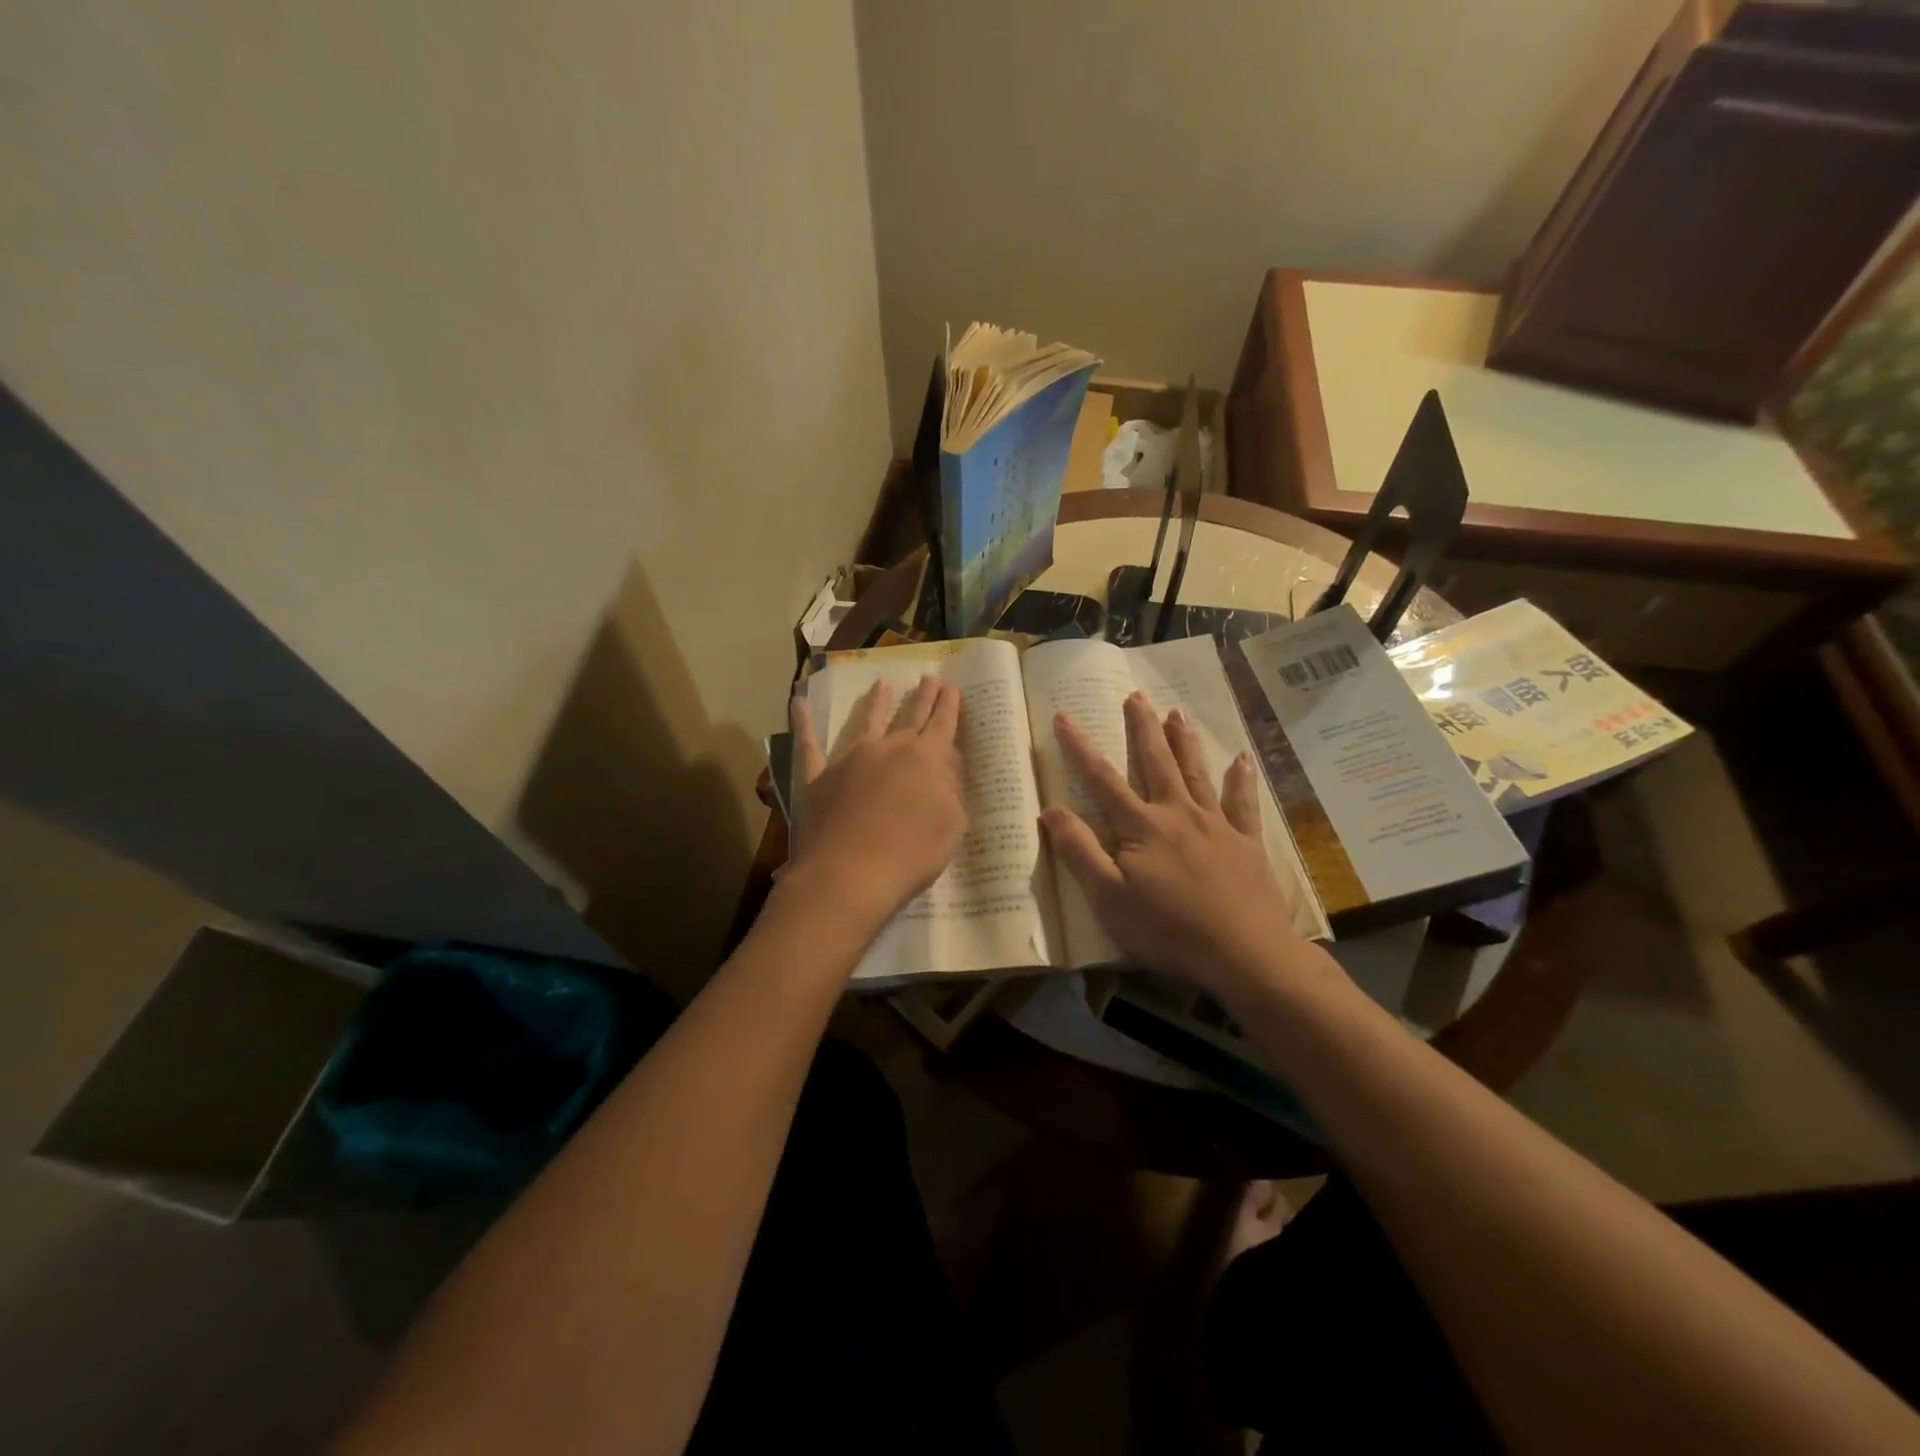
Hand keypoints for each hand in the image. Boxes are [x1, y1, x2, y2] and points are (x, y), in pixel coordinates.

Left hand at [788, 676, 966, 931]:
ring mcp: (849, 759)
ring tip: (881, 684)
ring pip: (865, 722)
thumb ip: (950, 791)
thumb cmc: (910, 855)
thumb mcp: (951, 824)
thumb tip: (945, 768)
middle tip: (928, 678)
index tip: (951, 688)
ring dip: (875, 702)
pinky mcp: (816, 777)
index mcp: (926, 760)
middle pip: (909, 716)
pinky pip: (808, 744)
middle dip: (921, 697)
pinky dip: (803, 722)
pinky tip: (798, 701)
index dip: (949, 707)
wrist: (850, 875)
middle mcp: (888, 749)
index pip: (942, 725)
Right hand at [1040, 692, 1303, 995]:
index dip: (1080, 748)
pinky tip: (1243, 759)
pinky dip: (1242, 780)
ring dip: (1184, 741)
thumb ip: (1079, 851)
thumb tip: (1050, 809)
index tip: (1064, 716)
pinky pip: (1244, 803)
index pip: (1103, 779)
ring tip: (1177, 712)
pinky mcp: (1247, 843)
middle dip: (1142, 728)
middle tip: (1136, 695)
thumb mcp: (1108, 897)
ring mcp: (1217, 825)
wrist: (1243, 954)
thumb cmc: (1167, 929)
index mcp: (1141, 826)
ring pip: (1196, 773)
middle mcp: (1178, 813)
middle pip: (1156, 763)